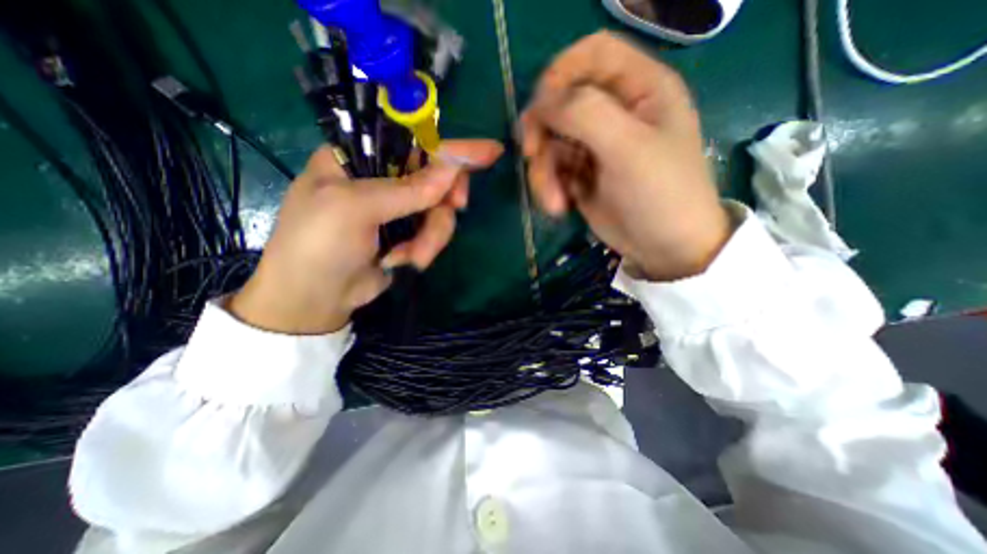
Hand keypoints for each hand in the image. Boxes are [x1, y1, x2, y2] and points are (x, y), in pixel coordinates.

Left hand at [229, 142, 501, 333]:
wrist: (316, 299)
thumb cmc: (319, 245)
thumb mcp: (355, 209)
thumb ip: (406, 190)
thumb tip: (453, 171)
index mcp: (358, 157)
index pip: (412, 140)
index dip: (451, 146)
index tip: (489, 152)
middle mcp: (381, 178)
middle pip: (435, 177)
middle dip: (444, 199)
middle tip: (457, 208)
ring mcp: (397, 208)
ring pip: (439, 210)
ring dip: (432, 235)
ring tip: (413, 256)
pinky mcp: (408, 233)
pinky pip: (434, 231)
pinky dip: (426, 248)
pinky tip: (406, 262)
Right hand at [520, 30, 725, 280]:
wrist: (664, 248)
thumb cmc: (660, 194)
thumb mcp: (628, 148)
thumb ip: (585, 114)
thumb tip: (541, 103)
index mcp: (640, 89)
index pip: (593, 55)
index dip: (561, 72)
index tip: (541, 107)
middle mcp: (615, 113)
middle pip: (561, 103)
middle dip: (542, 133)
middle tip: (532, 157)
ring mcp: (595, 146)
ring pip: (550, 142)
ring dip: (543, 172)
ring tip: (554, 202)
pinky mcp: (581, 175)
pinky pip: (552, 170)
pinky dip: (548, 188)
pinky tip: (559, 207)